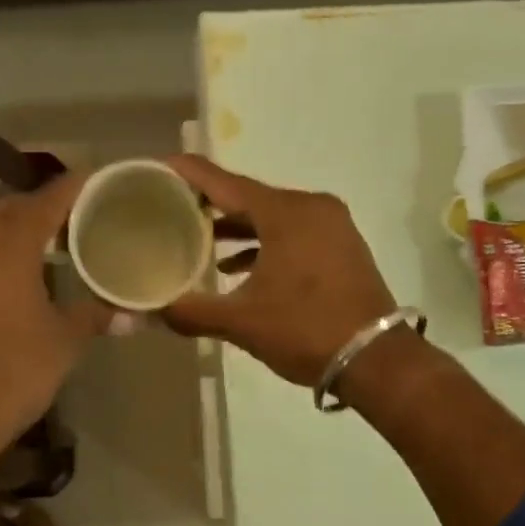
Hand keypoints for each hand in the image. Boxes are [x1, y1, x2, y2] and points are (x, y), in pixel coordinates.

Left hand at [0, 172, 110, 464]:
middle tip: (72, 223)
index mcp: (11, 240)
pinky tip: (0, 273)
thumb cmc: (12, 372)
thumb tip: (132, 314)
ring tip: (35, 244)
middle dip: (41, 206)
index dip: (77, 186)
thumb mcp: (64, 342)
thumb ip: (95, 316)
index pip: (51, 196)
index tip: (99, 181)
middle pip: (11, 202)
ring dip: (5, 221)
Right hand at [162, 155, 396, 385]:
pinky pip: (292, 233)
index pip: (223, 182)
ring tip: (199, 239)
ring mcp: (332, 225)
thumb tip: (148, 312)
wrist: (376, 359)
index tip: (157, 167)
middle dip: (209, 203)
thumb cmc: (305, 331)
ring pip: (272, 216)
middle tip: (170, 207)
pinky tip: (238, 267)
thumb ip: (191, 312)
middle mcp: (311, 207)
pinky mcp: (341, 246)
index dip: (187, 173)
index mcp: (285, 213)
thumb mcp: (241, 323)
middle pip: (248, 196)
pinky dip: (264, 244)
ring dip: (237, 227)